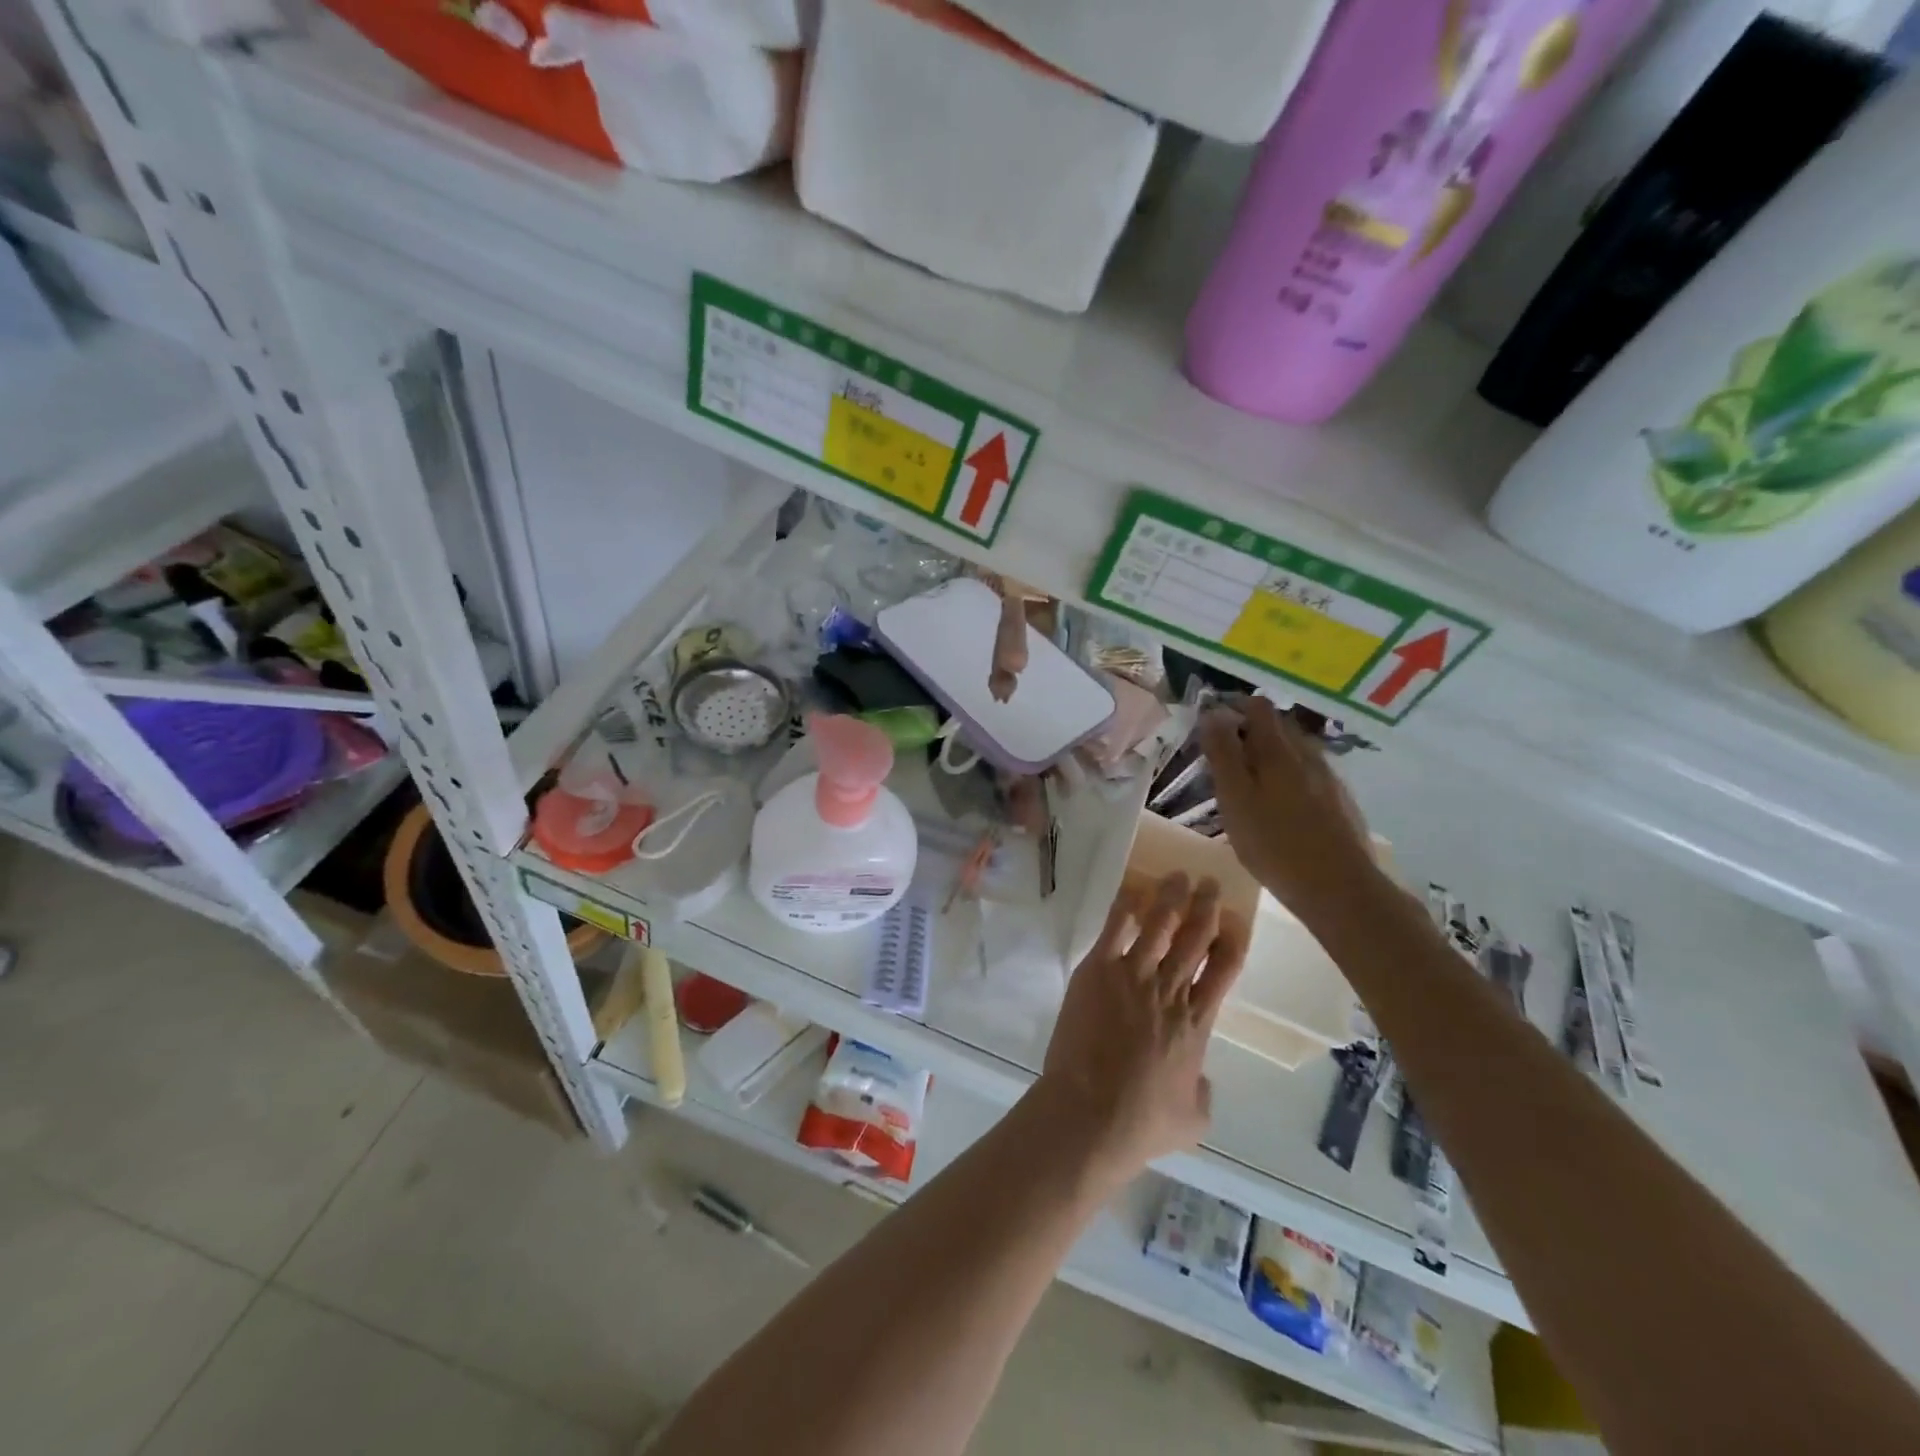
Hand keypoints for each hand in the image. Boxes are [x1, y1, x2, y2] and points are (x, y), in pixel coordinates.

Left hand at [1033, 874, 1246, 1182]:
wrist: (1092, 1112)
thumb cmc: (1143, 1122)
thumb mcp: (1193, 1117)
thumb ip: (1202, 1091)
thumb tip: (1200, 1079)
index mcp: (1197, 1023)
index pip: (1224, 970)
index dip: (1232, 941)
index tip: (1236, 920)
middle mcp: (1171, 991)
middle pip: (1195, 938)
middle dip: (1206, 908)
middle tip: (1211, 883)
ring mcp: (1133, 976)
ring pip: (1159, 926)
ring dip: (1171, 898)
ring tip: (1178, 876)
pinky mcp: (1098, 971)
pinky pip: (1114, 929)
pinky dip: (1124, 907)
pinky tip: (1131, 889)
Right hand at [1199, 698, 1378, 912]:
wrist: (1339, 889)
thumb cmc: (1274, 843)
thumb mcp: (1235, 798)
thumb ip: (1223, 754)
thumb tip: (1212, 713)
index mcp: (1279, 749)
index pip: (1257, 706)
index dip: (1233, 708)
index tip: (1212, 727)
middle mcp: (1308, 754)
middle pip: (1278, 726)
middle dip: (1250, 734)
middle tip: (1225, 763)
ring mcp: (1330, 778)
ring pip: (1295, 752)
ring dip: (1270, 758)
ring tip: (1250, 788)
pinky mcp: (1341, 802)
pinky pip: (1309, 776)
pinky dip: (1289, 779)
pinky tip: (1281, 809)